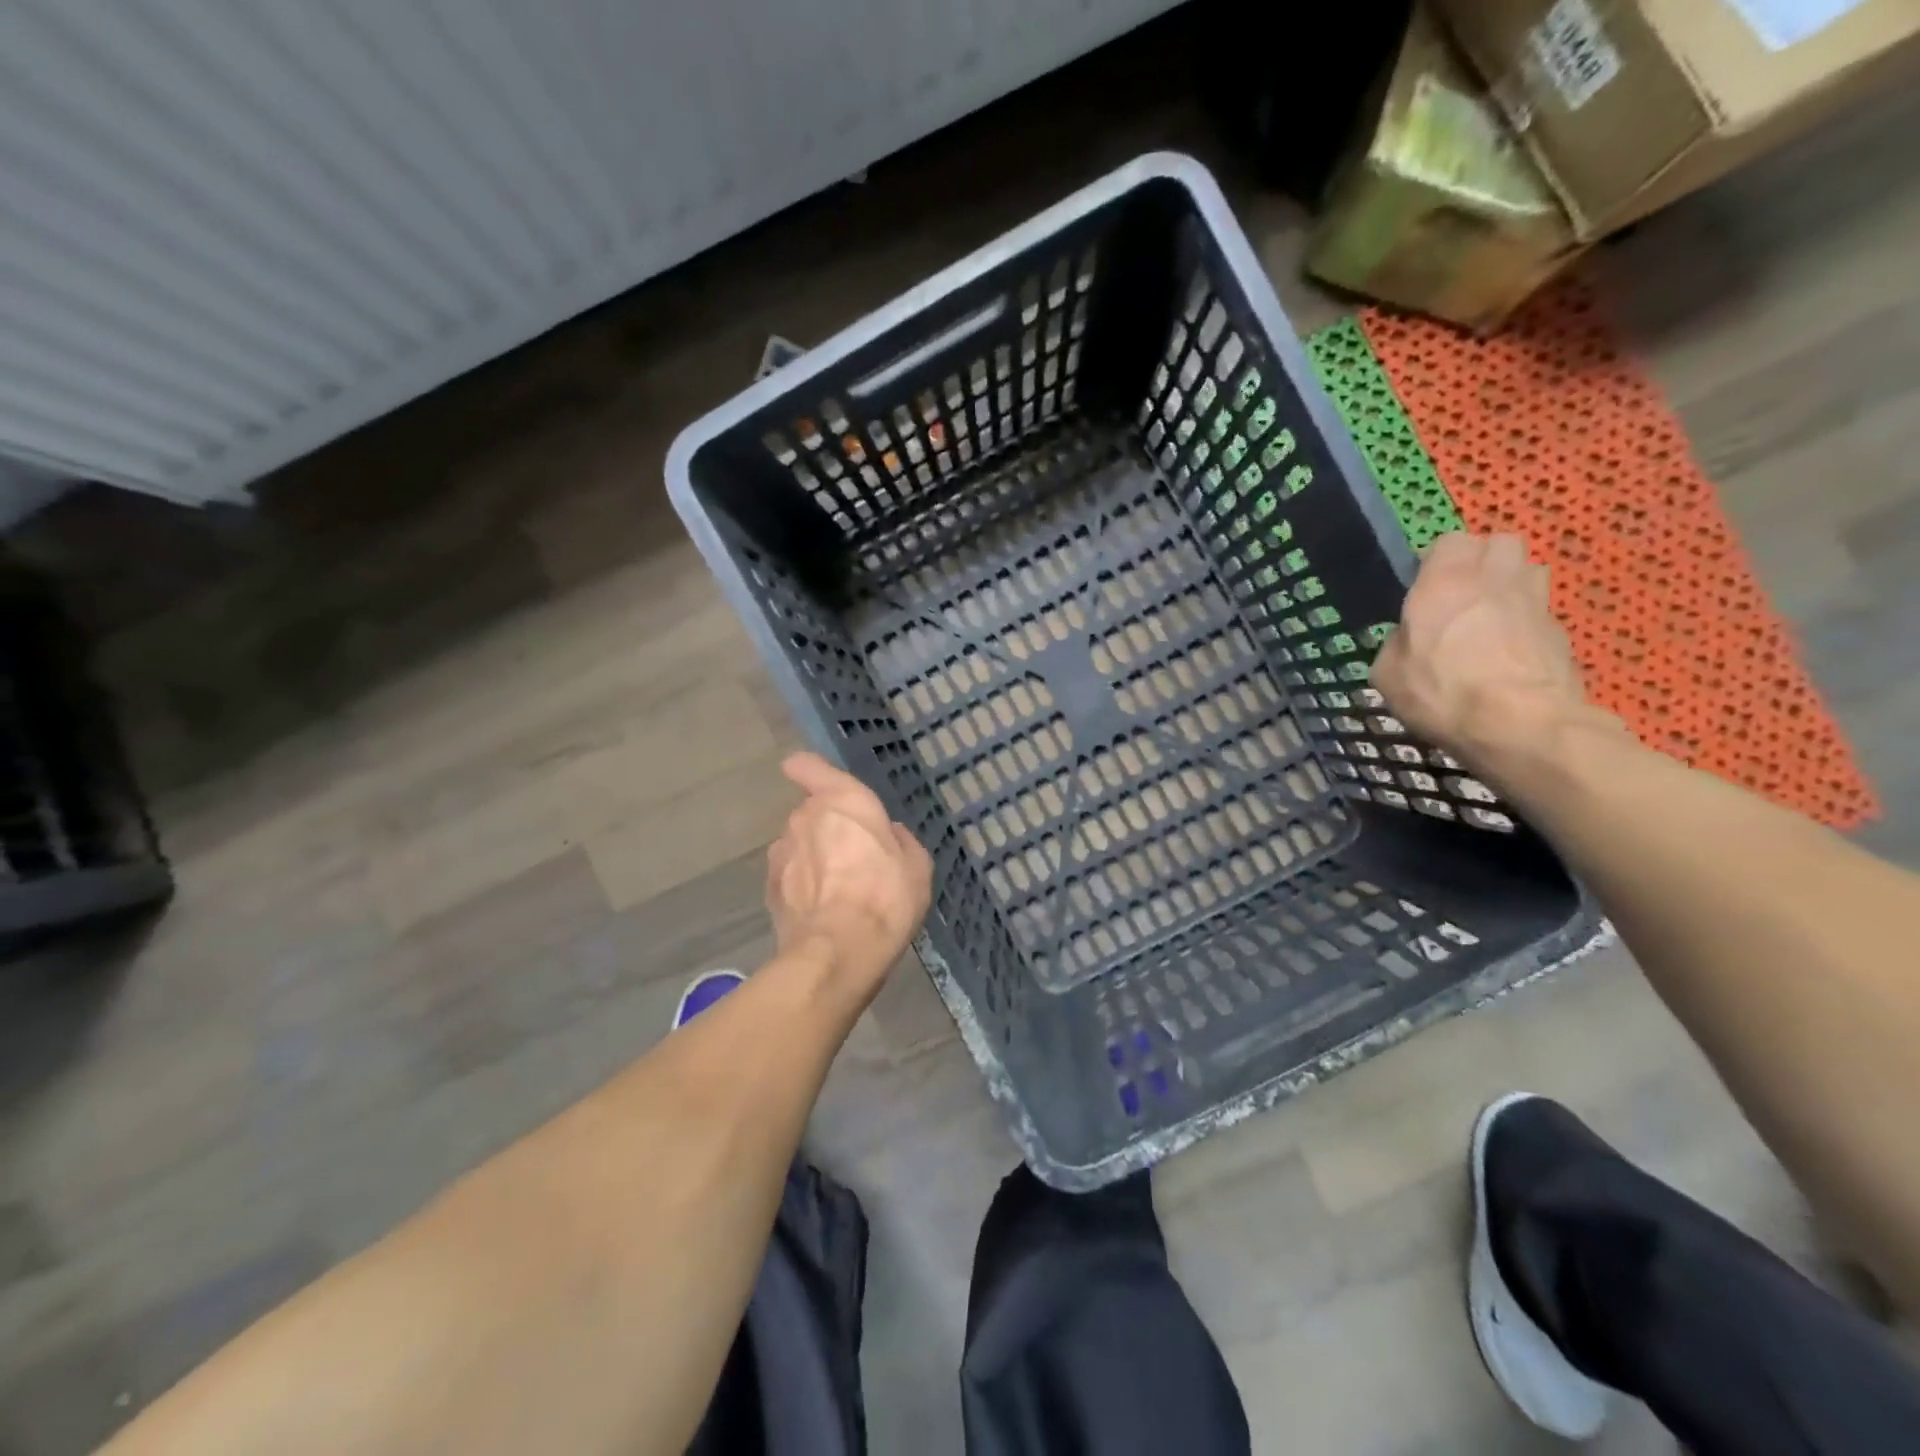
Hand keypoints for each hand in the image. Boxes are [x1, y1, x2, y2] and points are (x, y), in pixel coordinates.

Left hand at [767, 752, 932, 1003]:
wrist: (838, 952)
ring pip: (798, 845)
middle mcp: (804, 817)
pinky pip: (788, 877)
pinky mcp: (768, 888)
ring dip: (812, 859)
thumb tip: (889, 835)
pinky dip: (800, 887)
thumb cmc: (886, 897)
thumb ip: (901, 842)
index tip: (818, 782)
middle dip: (827, 828)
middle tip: (854, 858)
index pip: (809, 766)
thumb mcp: (917, 866)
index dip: (810, 771)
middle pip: (811, 812)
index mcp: (842, 801)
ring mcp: (781, 853)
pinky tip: (820, 912)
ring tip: (836, 892)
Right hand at [1372, 533, 1614, 773]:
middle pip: (1500, 542)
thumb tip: (1410, 641)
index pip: (1450, 540)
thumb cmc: (1442, 692)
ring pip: (1529, 570)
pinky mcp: (1561, 633)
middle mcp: (1494, 580)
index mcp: (1445, 583)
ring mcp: (1535, 603)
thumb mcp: (1388, 674)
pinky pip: (1541, 612)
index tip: (1424, 585)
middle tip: (1463, 592)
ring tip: (1493, 616)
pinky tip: (1511, 653)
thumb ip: (1398, 645)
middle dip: (1484, 559)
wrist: (1521, 724)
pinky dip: (1527, 623)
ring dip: (1512, 583)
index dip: (1437, 559)